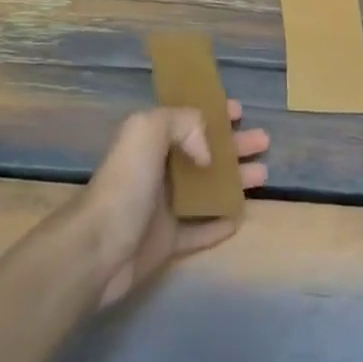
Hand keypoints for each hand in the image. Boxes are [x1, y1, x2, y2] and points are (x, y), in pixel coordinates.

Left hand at [79, 102, 270, 306]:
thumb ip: (182, 123)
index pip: (187, 120)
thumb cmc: (124, 185)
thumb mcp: (147, 131)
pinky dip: (220, 224)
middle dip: (235, 145)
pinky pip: (200, 230)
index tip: (241, 112)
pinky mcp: (167, 242)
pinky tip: (242, 218)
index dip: (213, 113)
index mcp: (150, 142)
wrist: (97, 249)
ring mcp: (162, 208)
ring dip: (235, 180)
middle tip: (264, 141)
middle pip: (204, 153)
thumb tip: (207, 153)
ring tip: (264, 176)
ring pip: (207, 189)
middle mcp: (157, 170)